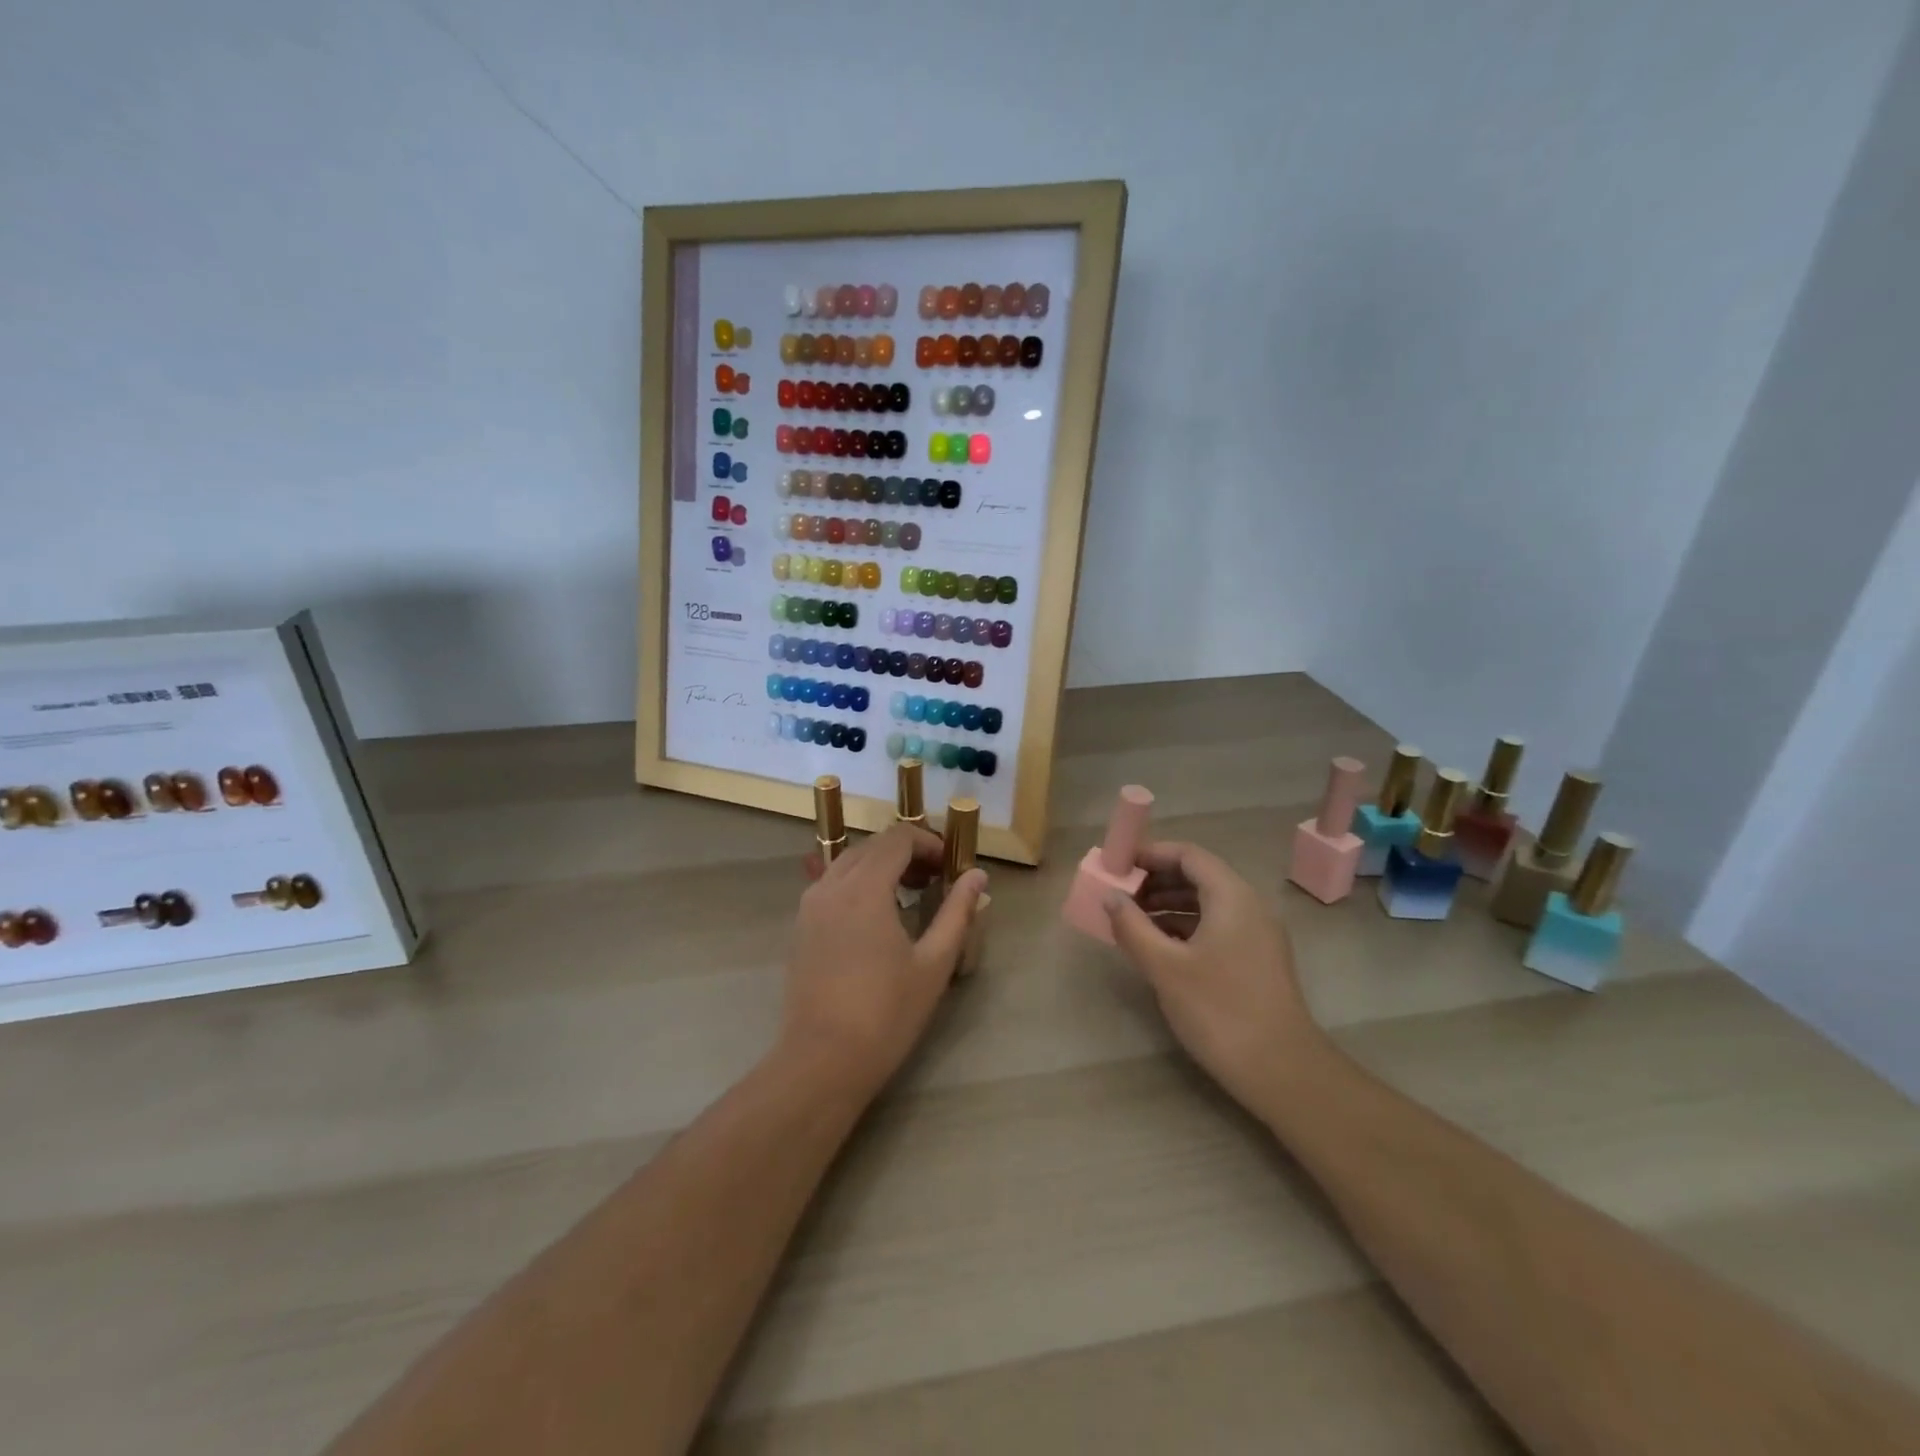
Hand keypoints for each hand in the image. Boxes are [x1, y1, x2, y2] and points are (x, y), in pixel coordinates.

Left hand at [783, 823, 986, 1098]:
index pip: (898, 838)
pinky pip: (831, 885)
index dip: (929, 843)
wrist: (822, 1061)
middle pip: (872, 846)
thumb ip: (957, 912)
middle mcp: (832, 885)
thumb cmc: (885, 1013)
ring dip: (881, 866)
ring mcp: (810, 906)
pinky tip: (877, 917)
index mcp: (865, 888)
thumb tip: (977, 876)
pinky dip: (857, 884)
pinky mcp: (801, 927)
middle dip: (907, 853)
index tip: (950, 867)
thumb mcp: (934, 963)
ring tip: (909, 895)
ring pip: (848, 863)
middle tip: (936, 880)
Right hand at [1104, 841, 1330, 1116]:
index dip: (1151, 854)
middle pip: (1199, 876)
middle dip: (1156, 880)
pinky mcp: (1257, 961)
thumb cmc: (1219, 1010)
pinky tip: (1159, 946)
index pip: (1189, 855)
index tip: (1118, 864)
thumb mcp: (1165, 967)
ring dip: (1168, 904)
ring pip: (1207, 903)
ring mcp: (1257, 935)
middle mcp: (1249, 907)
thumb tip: (1110, 897)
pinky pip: (1216, 927)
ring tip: (1131, 920)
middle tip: (1120, 893)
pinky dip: (1185, 927)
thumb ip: (1132, 927)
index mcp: (1231, 897)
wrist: (1282, 1071)